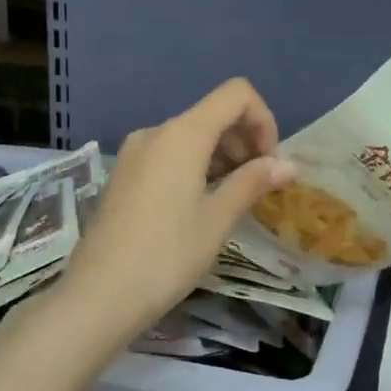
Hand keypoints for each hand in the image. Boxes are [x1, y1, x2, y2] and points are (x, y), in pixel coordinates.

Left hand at [60, 79, 296, 344]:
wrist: (99, 295)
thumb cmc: (167, 255)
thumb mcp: (218, 219)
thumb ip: (253, 182)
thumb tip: (290, 164)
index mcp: (182, 134)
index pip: (236, 94)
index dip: (263, 120)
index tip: (269, 163)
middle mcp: (156, 132)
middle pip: (213, 114)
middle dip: (244, 141)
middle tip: (257, 186)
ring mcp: (134, 153)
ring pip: (190, 136)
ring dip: (221, 157)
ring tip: (232, 200)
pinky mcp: (124, 175)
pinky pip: (169, 155)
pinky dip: (195, 168)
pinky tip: (200, 205)